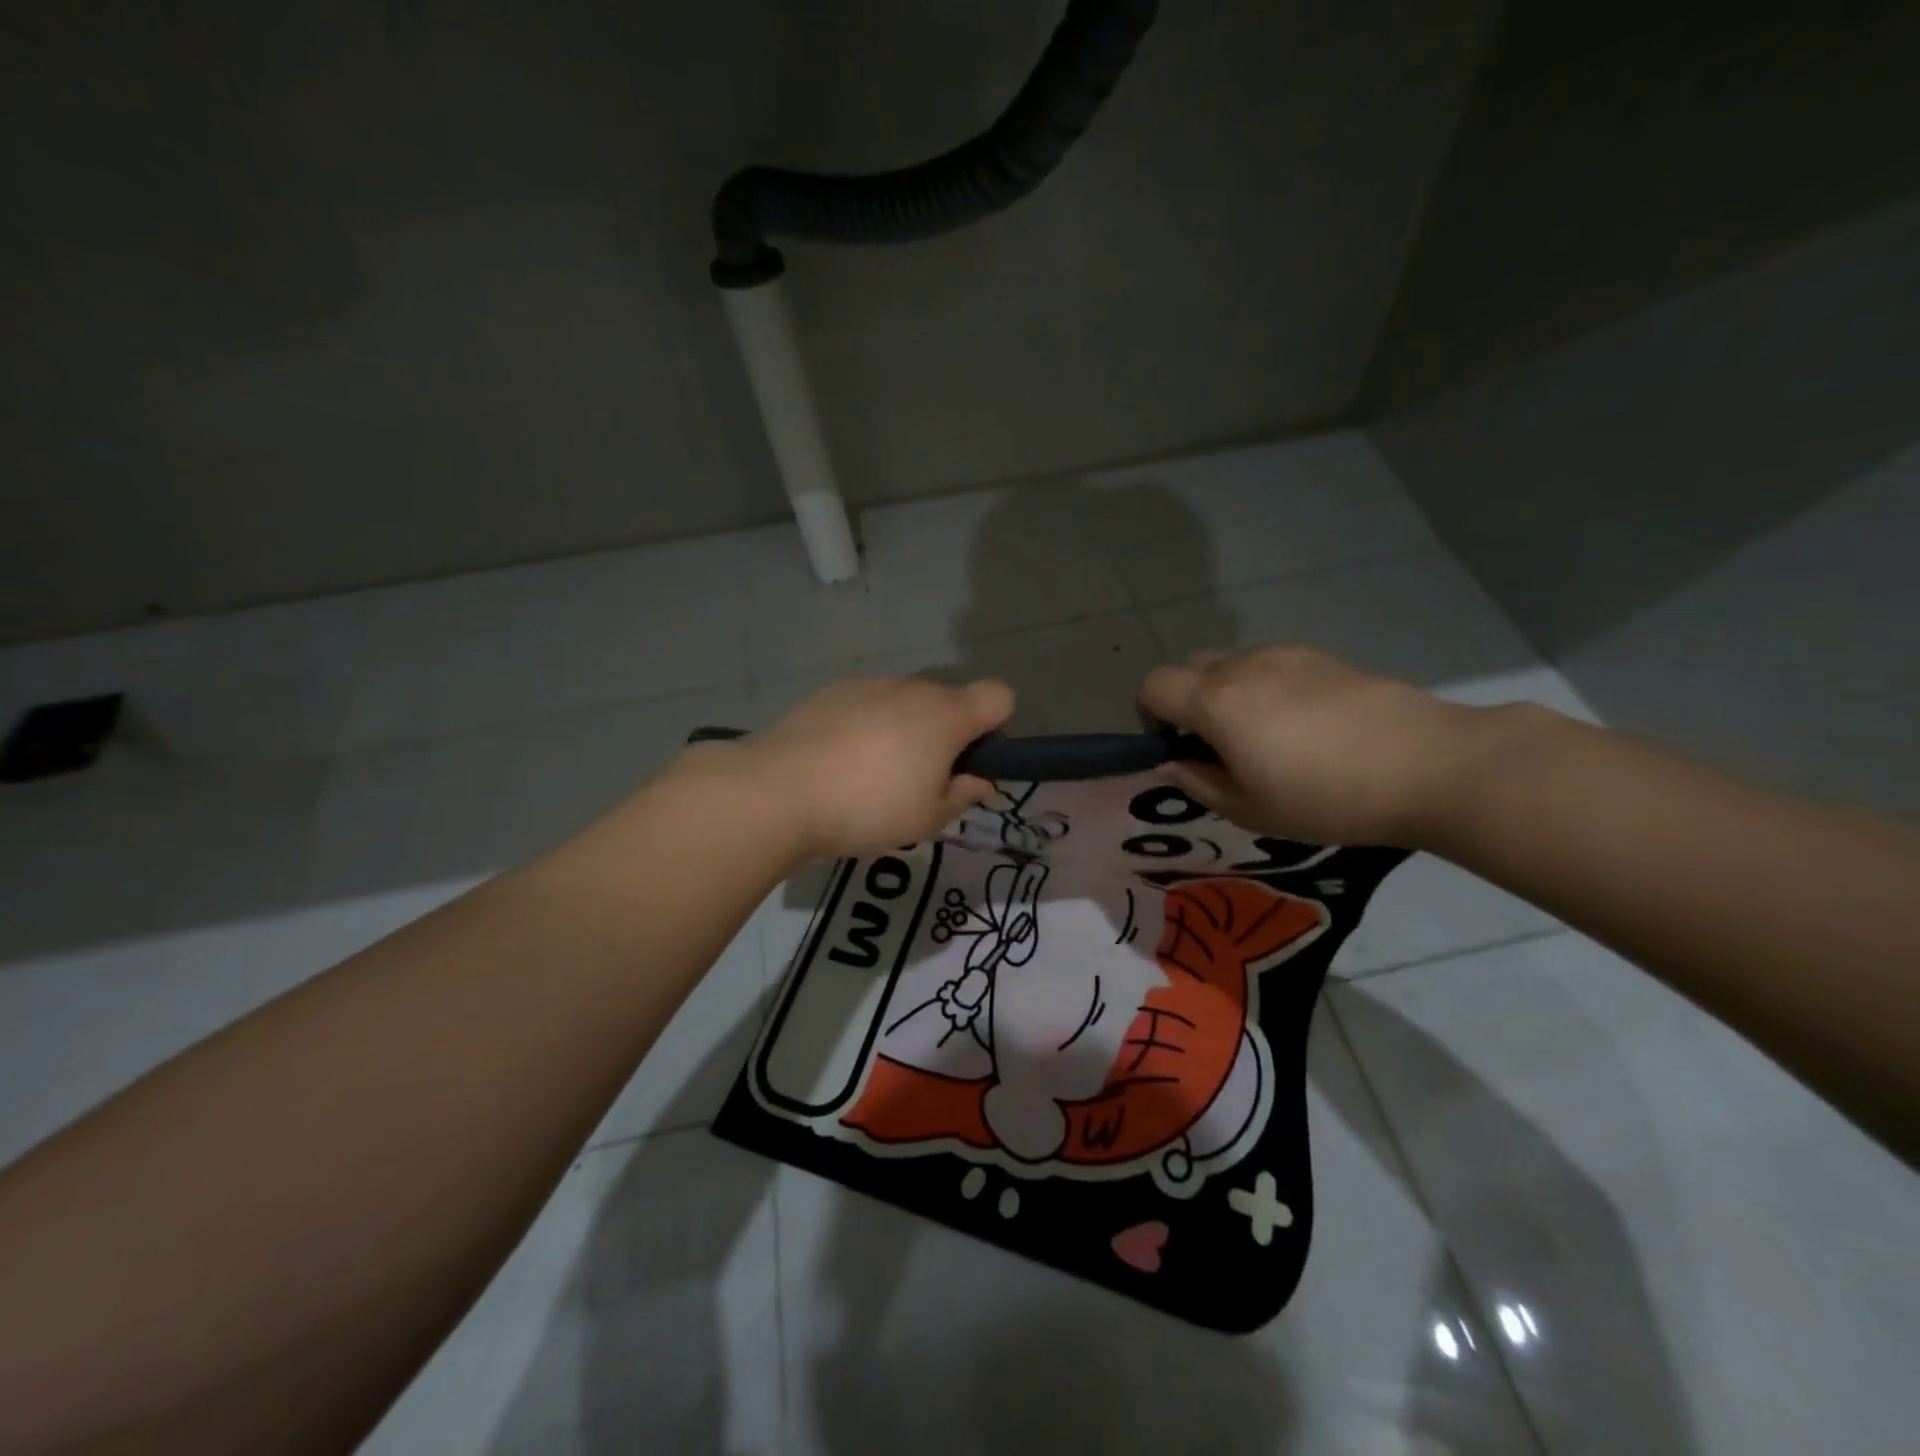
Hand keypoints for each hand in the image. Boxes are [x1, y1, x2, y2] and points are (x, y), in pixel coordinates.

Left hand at [699, 676, 1014, 860]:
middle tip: (922, 782)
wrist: (779, 791)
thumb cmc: (869, 808)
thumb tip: (979, 781)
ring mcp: (870, 685)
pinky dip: (869, 726)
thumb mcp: (928, 818)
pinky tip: (841, 763)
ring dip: (906, 730)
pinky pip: (870, 705)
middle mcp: (913, 688)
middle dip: (947, 734)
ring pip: (907, 703)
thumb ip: (963, 795)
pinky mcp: (833, 692)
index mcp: (947, 714)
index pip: (1000, 696)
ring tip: (874, 776)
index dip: (996, 728)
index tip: (971, 763)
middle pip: (950, 701)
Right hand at [1139, 646, 1488, 846]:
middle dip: (1186, 700)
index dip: (1150, 716)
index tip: (1176, 748)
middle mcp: (1243, 666)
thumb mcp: (1251, 809)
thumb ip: (1199, 783)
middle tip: (1215, 744)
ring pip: (1231, 663)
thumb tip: (1172, 763)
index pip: (1153, 686)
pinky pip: (1271, 665)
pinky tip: (1304, 726)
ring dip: (1227, 693)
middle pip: (1188, 667)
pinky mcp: (1323, 657)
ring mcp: (1286, 655)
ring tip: (1264, 736)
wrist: (1431, 766)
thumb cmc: (1328, 797)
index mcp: (1216, 701)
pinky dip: (1265, 687)